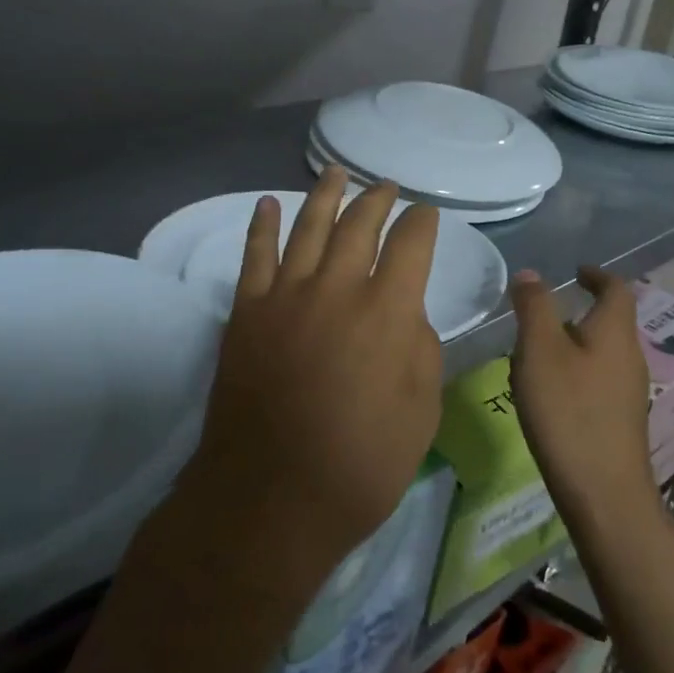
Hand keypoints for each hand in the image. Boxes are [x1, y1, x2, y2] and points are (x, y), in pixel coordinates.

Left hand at [176, 168, 442, 598]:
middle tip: (387, 186)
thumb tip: (405, 313)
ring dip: (326, 196)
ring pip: (308, 228)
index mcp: (387, 311)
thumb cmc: (359, 467)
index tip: (427, 213)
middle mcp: (336, 288)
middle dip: (378, 200)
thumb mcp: (420, 413)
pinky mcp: (246, 313)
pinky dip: (261, 225)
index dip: (422, 222)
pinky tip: (268, 204)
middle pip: (360, 224)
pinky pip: (254, 255)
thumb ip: (419, 349)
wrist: (268, 499)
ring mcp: (285, 296)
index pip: (411, 244)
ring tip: (338, 173)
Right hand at [507, 266, 659, 531]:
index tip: (575, 272)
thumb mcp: (539, 350)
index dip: (596, 275)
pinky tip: (547, 395)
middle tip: (540, 315)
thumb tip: (531, 274)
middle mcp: (630, 356)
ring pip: (600, 353)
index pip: (616, 289)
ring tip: (533, 356)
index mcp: (615, 331)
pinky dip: (574, 374)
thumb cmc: (569, 410)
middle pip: (608, 322)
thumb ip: (534, 307)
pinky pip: (597, 381)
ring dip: (571, 346)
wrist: (603, 491)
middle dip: (577, 313)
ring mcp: (628, 392)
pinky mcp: (620, 421)